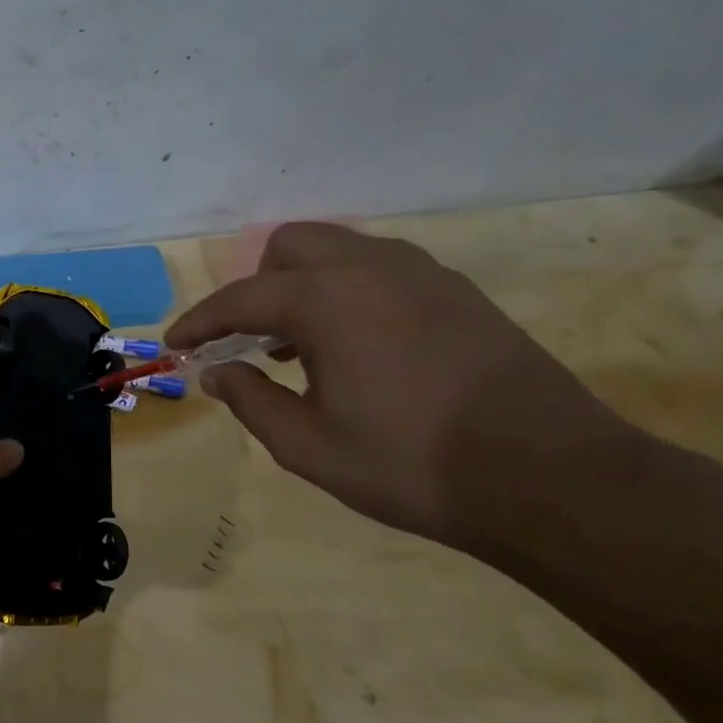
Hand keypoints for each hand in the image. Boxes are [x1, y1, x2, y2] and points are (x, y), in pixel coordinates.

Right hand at [167, 223, 644, 551]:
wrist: (547, 475)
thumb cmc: (409, 463)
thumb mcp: (307, 445)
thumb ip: (250, 400)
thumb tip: (217, 373)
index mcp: (326, 300)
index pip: (239, 299)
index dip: (199, 323)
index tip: (175, 344)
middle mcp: (370, 268)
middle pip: (289, 247)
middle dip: (254, 287)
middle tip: (247, 340)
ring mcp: (422, 274)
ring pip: (339, 251)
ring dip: (302, 285)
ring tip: (299, 345)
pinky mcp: (458, 292)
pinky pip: (380, 270)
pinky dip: (347, 291)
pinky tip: (355, 345)